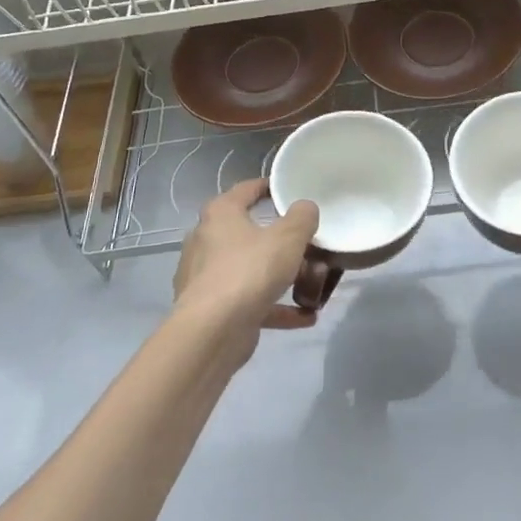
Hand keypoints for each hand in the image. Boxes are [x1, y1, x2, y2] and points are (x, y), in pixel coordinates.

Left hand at [172, 178, 319, 352]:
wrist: (212, 333)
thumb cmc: (249, 271)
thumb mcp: (288, 238)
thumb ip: (302, 218)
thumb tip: (305, 208)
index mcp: (220, 214)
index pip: (246, 189)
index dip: (269, 187)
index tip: (290, 191)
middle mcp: (208, 241)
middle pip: (251, 233)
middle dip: (281, 240)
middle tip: (308, 243)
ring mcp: (207, 277)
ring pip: (252, 270)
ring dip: (281, 277)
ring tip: (313, 283)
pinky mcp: (213, 309)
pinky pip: (251, 302)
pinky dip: (277, 307)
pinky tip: (306, 317)